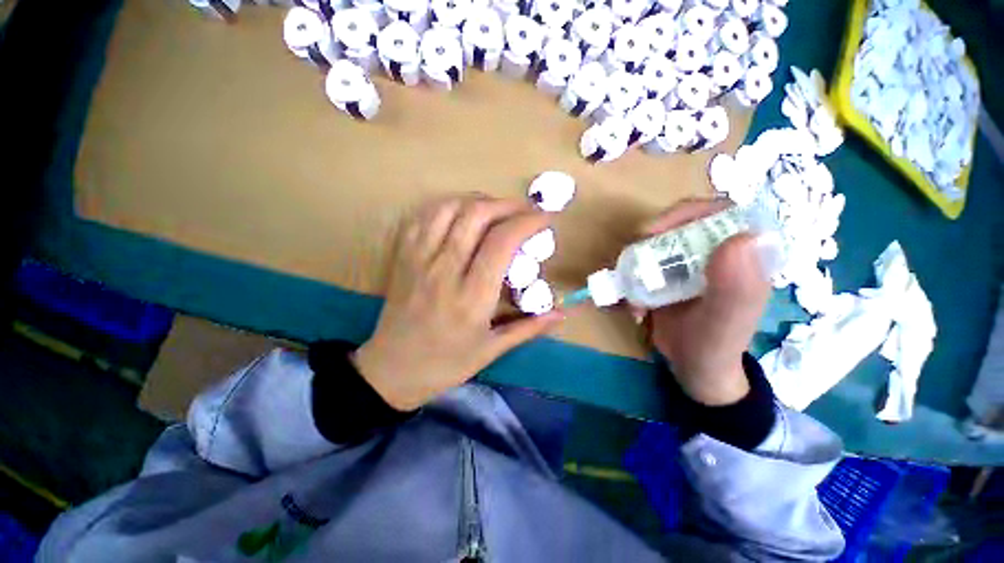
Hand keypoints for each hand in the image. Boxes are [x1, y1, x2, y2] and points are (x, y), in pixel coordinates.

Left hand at [354, 195, 563, 410]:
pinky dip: (448, 206)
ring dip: (478, 201)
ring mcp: (419, 259)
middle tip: (525, 210)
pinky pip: (424, 217)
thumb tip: (562, 314)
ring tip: (496, 210)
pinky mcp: (403, 256)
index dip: (527, 221)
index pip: (501, 242)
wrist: (392, 369)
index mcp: (471, 297)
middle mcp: (445, 271)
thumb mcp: (492, 350)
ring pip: (448, 208)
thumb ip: (529, 328)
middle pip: (476, 216)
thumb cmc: (446, 363)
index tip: (545, 217)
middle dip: (507, 204)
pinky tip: (462, 214)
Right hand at [640, 199, 770, 405]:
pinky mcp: (665, 277)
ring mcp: (686, 264)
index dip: (683, 213)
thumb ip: (737, 289)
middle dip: (647, 245)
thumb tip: (741, 238)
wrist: (694, 370)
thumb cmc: (716, 348)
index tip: (652, 232)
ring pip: (652, 246)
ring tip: (632, 299)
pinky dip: (628, 284)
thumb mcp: (725, 324)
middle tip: (631, 266)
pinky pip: (639, 267)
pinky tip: (632, 308)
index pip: (717, 211)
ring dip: (633, 269)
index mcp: (741, 255)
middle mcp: (713, 253)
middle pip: (676, 226)